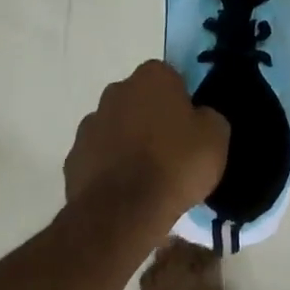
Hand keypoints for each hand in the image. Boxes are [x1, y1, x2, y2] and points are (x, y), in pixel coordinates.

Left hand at [62, 61, 228, 237]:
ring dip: (129, 142)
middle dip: (152, 117)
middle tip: (172, 148)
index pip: (171, 77)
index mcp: (152, 78)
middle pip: (140, 100)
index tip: (191, 125)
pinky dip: (110, 167)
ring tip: (148, 175)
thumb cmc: (176, 165)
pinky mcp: (73, 158)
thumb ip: (209, 117)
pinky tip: (126, 190)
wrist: (123, 213)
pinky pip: (99, 156)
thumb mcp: (216, 137)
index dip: (182, 100)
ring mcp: (90, 124)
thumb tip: (198, 117)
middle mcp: (116, 91)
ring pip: (117, 127)